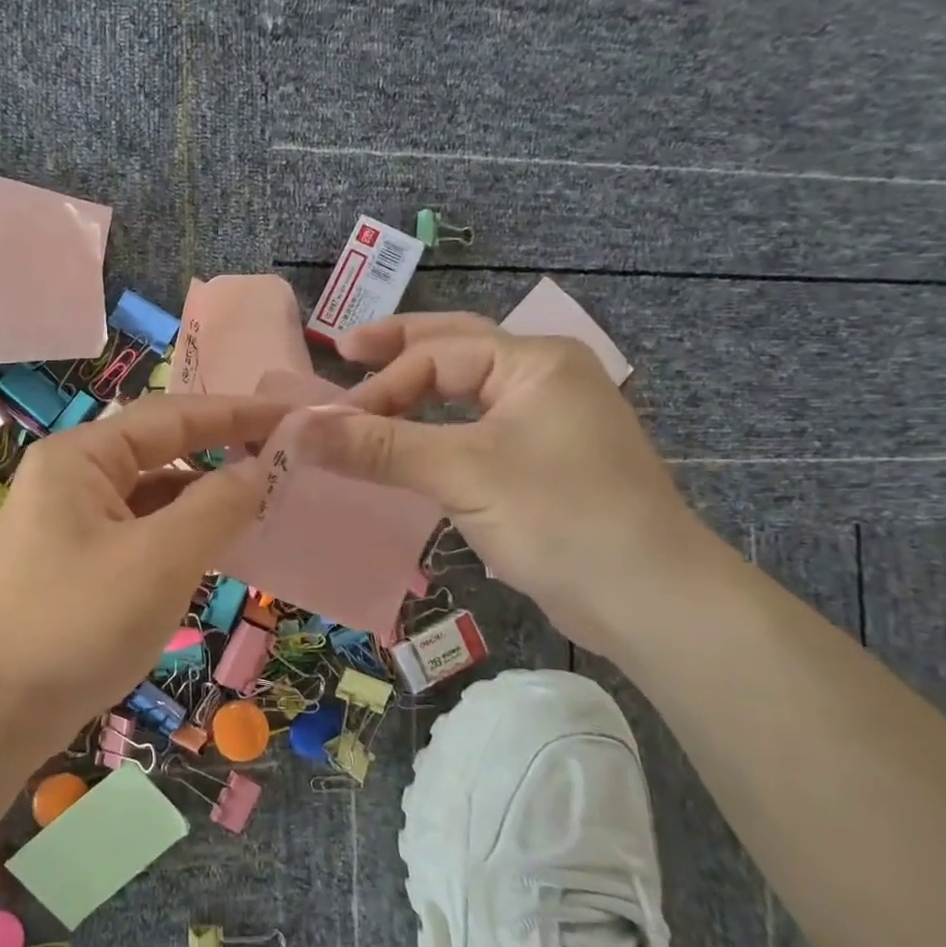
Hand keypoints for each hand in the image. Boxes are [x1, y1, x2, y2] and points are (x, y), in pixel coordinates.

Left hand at [0, 393, 288, 761]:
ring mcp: (69, 522)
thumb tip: (257, 471)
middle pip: (159, 450)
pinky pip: (139, 531)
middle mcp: (70, 478)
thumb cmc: (77, 625)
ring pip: (150, 495)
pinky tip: (215, 546)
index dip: (235, 413)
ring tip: (263, 501)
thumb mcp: (159, 561)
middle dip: (221, 451)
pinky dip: (179, 533)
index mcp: (80, 458)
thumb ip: (216, 506)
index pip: (170, 416)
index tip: (292, 415)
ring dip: (202, 497)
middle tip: (285, 456)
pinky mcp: (75, 562)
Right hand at [296, 312, 709, 651]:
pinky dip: (438, 427)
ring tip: (371, 391)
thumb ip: (378, 448)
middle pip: (456, 348)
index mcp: (535, 361)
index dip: (380, 386)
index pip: (436, 356)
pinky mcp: (543, 462)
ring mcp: (548, 421)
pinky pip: (476, 429)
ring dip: (418, 390)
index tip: (333, 426)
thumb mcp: (462, 473)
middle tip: (344, 348)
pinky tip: (413, 440)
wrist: (649, 598)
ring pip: (467, 391)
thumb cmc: (559, 517)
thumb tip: (296, 430)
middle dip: (399, 348)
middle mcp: (544, 378)